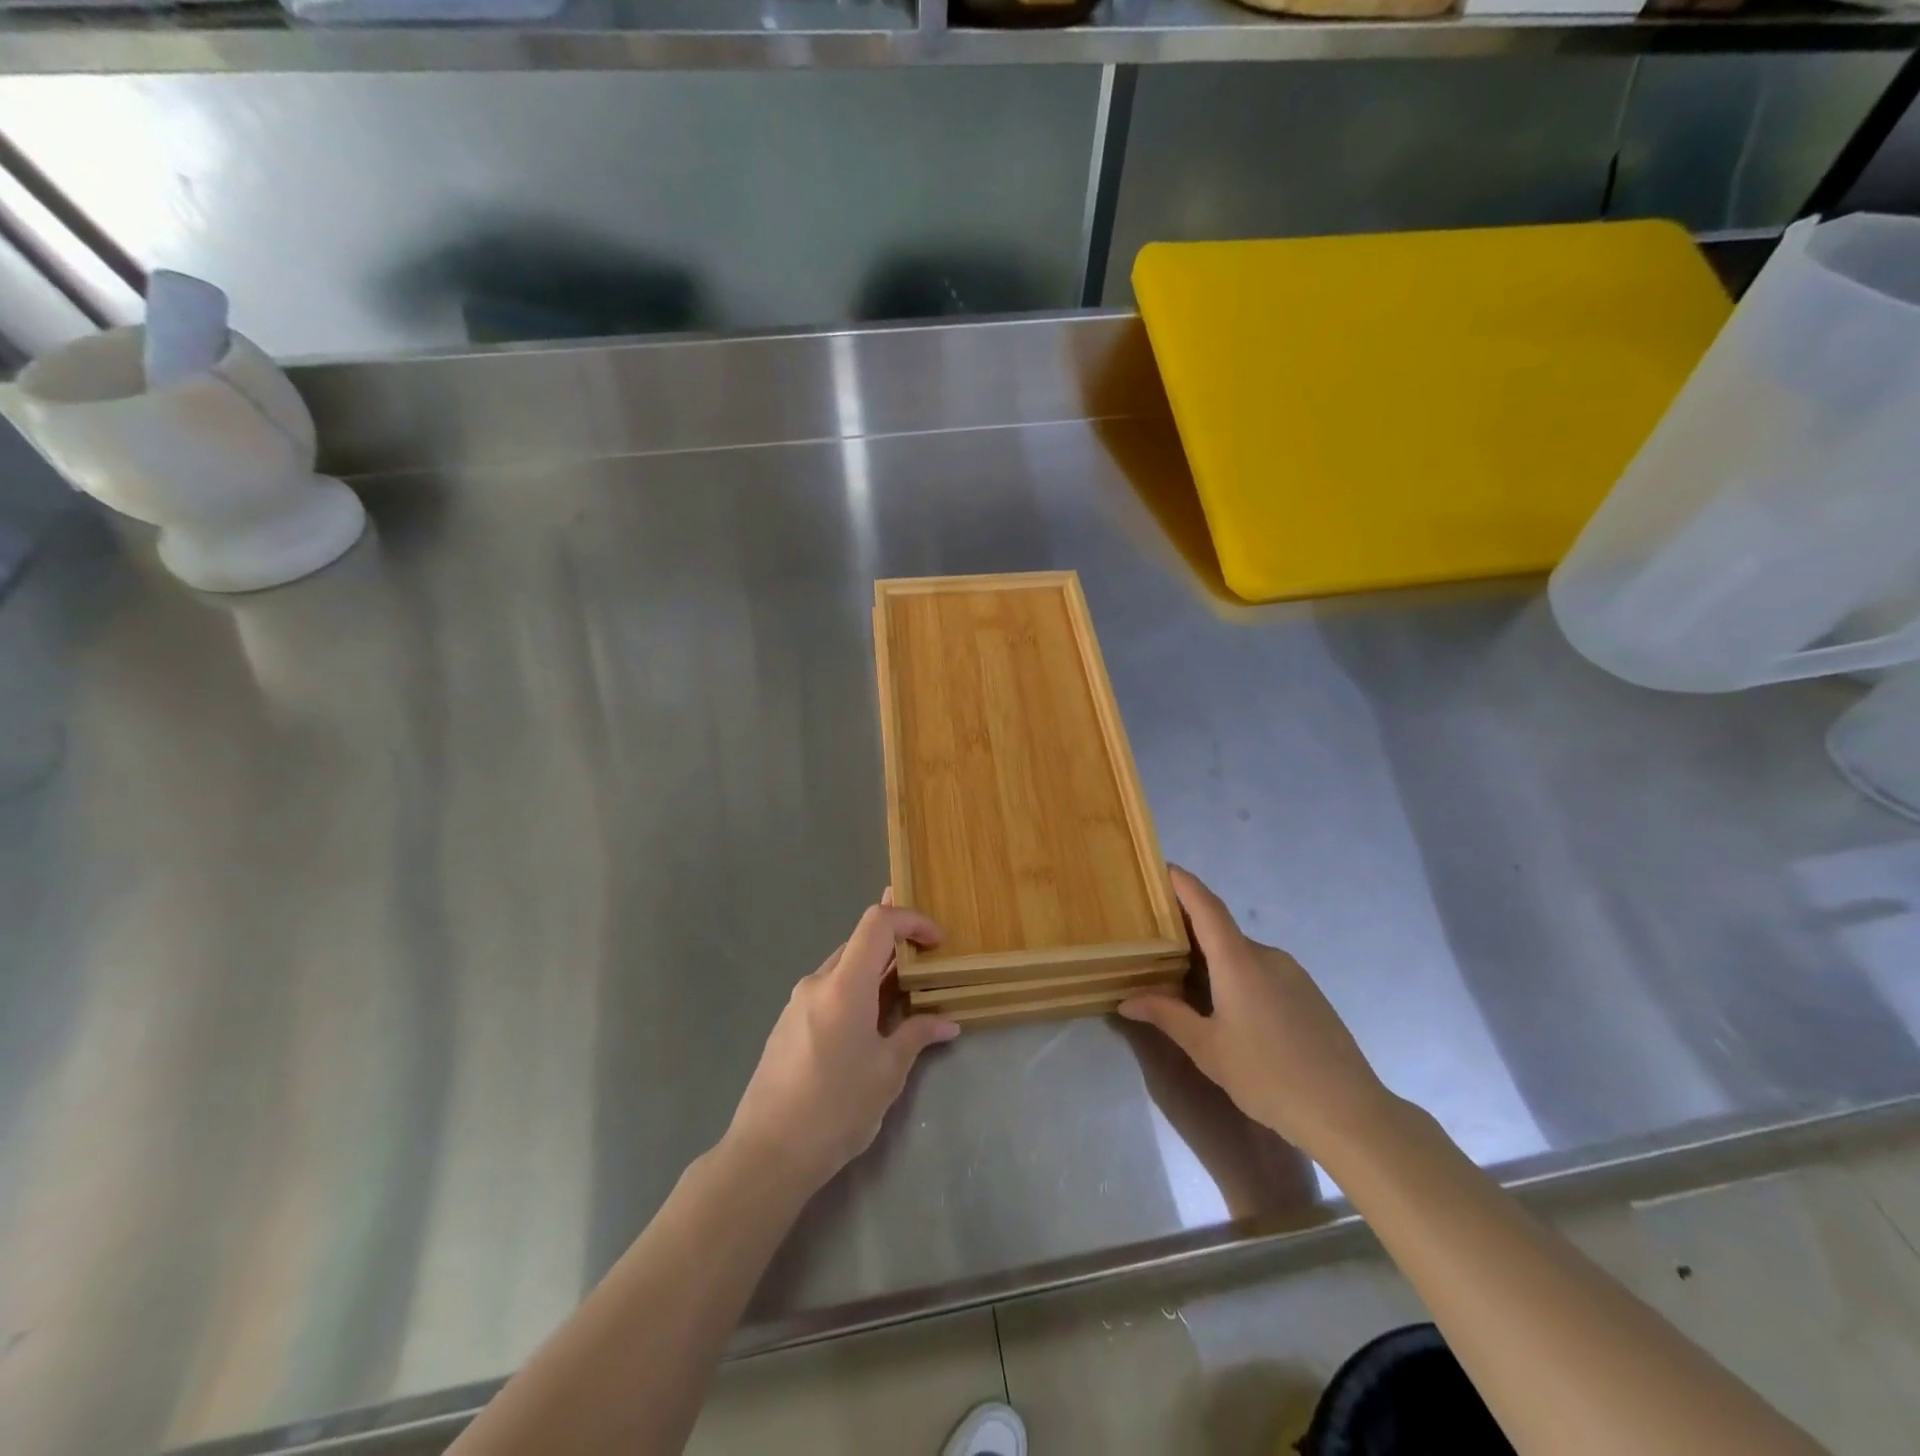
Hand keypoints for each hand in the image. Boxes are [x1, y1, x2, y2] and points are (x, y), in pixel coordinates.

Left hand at [726, 894, 958, 1193]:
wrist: (767, 1154)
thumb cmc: (836, 1109)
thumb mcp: (887, 1073)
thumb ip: (917, 1036)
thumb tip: (947, 1023)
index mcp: (844, 985)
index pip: (877, 923)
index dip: (911, 920)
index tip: (937, 942)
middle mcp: (817, 983)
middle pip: (860, 942)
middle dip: (897, 947)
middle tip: (928, 967)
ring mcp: (797, 1003)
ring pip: (844, 968)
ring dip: (876, 973)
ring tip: (905, 999)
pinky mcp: (787, 1024)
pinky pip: (828, 991)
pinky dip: (856, 992)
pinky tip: (870, 1026)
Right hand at [1119, 868, 1395, 1160]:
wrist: (1348, 1112)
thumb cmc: (1268, 1076)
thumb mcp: (1208, 1049)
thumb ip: (1168, 1016)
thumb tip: (1127, 1000)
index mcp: (1239, 961)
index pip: (1207, 907)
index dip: (1185, 884)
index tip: (1163, 868)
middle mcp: (1267, 956)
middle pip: (1221, 930)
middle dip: (1190, 930)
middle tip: (1158, 941)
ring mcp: (1293, 973)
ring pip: (1243, 953)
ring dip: (1215, 958)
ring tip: (1188, 979)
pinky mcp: (1309, 993)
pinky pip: (1263, 970)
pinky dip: (1238, 974)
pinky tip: (1230, 1008)